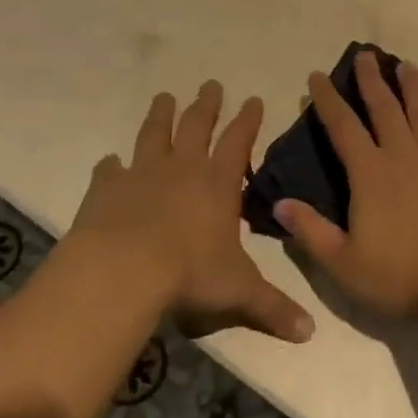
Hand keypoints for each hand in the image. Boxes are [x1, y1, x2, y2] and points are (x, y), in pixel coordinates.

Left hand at [63, 81, 313, 343]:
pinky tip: (110, 161)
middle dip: (207, 105)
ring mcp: (142, 175)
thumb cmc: (189, 274)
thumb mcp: (238, 292)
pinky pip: (110, 170)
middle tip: (211, 84)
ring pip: (154, 135)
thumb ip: (273, 308)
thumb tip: (310, 333)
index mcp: (218, 184)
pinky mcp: (107, 190)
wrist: (123, 270)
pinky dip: (112, 165)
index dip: (248, 119)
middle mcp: (183, 169)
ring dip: (161, 115)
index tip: (254, 98)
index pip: (239, 141)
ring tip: (164, 96)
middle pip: (197, 126)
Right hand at [272, 51, 417, 319]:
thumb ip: (312, 233)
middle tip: (365, 54)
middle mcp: (403, 155)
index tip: (318, 75)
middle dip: (372, 80)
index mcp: (370, 174)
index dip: (328, 100)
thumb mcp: (345, 264)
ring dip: (411, 86)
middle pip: (385, 107)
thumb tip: (279, 203)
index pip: (343, 127)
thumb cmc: (403, 275)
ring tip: (405, 65)